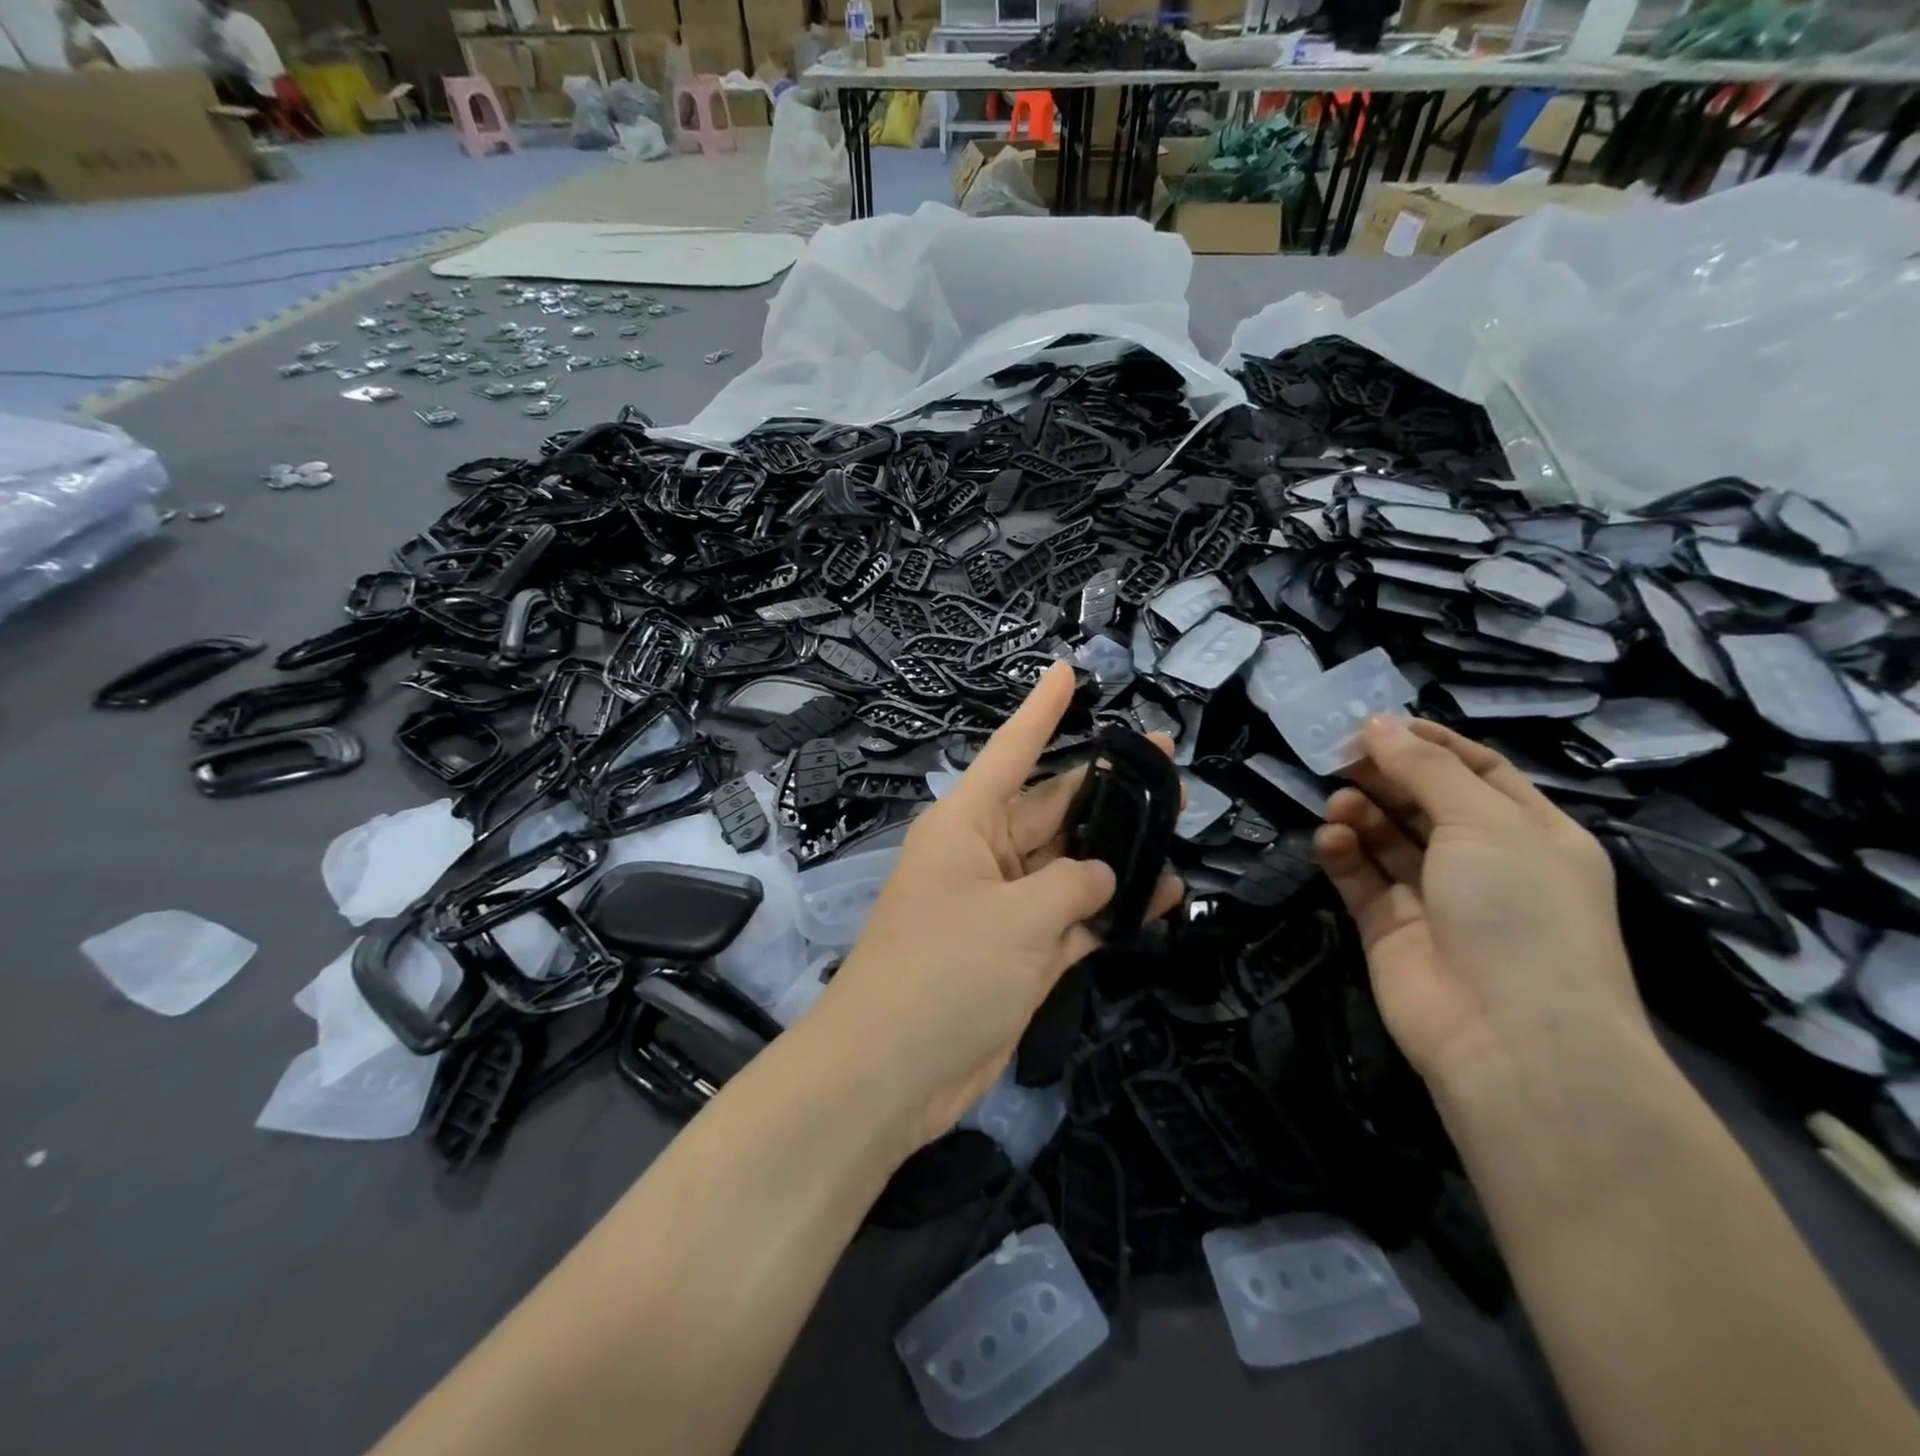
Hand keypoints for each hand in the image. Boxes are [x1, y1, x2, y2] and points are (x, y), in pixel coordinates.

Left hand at [813, 663, 1182, 1152]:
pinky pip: (1074, 918)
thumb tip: (1105, 878)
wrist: (893, 1072)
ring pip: (1071, 865)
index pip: (1012, 750)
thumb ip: (1074, 886)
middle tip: (1169, 763)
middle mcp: (985, 855)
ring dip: (1119, 852)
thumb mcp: (1016, 917)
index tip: (1069, 671)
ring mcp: (1005, 907)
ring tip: (1178, 826)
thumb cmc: (944, 970)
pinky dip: (1112, 911)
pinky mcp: (1021, 954)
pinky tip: (1161, 898)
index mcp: (967, 824)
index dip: (1042, 710)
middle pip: (1055, 807)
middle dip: (1108, 787)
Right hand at [1314, 717, 1652, 1108]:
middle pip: (1425, 801)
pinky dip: (1344, 854)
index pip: (1478, 771)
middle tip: (1340, 755)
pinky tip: (1332, 839)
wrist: (1509, 1036)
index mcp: (1531, 834)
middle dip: (1385, 775)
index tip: (1377, 724)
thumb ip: (1424, 769)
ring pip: (1387, 839)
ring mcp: (1434, 898)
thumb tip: (1375, 723)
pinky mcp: (1389, 928)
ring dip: (1362, 813)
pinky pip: (1361, 878)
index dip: (1430, 744)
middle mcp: (1484, 863)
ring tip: (1340, 803)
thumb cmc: (1518, 910)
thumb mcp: (1483, 822)